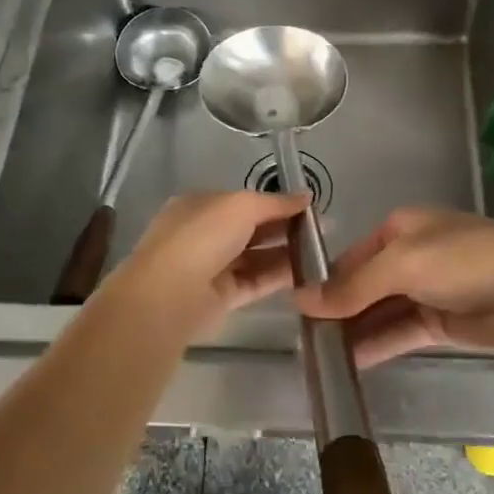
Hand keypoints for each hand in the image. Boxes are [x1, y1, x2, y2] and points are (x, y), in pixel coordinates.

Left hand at [96, 190, 310, 329]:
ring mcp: (212, 266)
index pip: (244, 201)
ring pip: (255, 257)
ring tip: (322, 251)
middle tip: (323, 230)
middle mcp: (204, 234)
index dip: (276, 202)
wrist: (170, 293)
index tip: (309, 207)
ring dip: (286, 253)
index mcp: (201, 205)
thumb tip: (307, 196)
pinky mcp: (221, 297)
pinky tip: (308, 273)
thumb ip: (276, 202)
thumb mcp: (242, 205)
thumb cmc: (203, 235)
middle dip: (285, 227)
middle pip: (251, 228)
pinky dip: (279, 276)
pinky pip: (256, 282)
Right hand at [296, 207, 493, 367]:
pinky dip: (379, 344)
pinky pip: (401, 332)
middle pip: (365, 285)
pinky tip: (352, 363)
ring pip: (381, 312)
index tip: (298, 307)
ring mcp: (427, 291)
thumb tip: (301, 300)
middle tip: (305, 339)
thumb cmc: (459, 260)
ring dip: (355, 331)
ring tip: (322, 357)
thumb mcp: (400, 264)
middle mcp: (410, 256)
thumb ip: (352, 287)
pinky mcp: (442, 323)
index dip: (327, 281)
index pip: (352, 256)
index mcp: (399, 229)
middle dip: (338, 310)